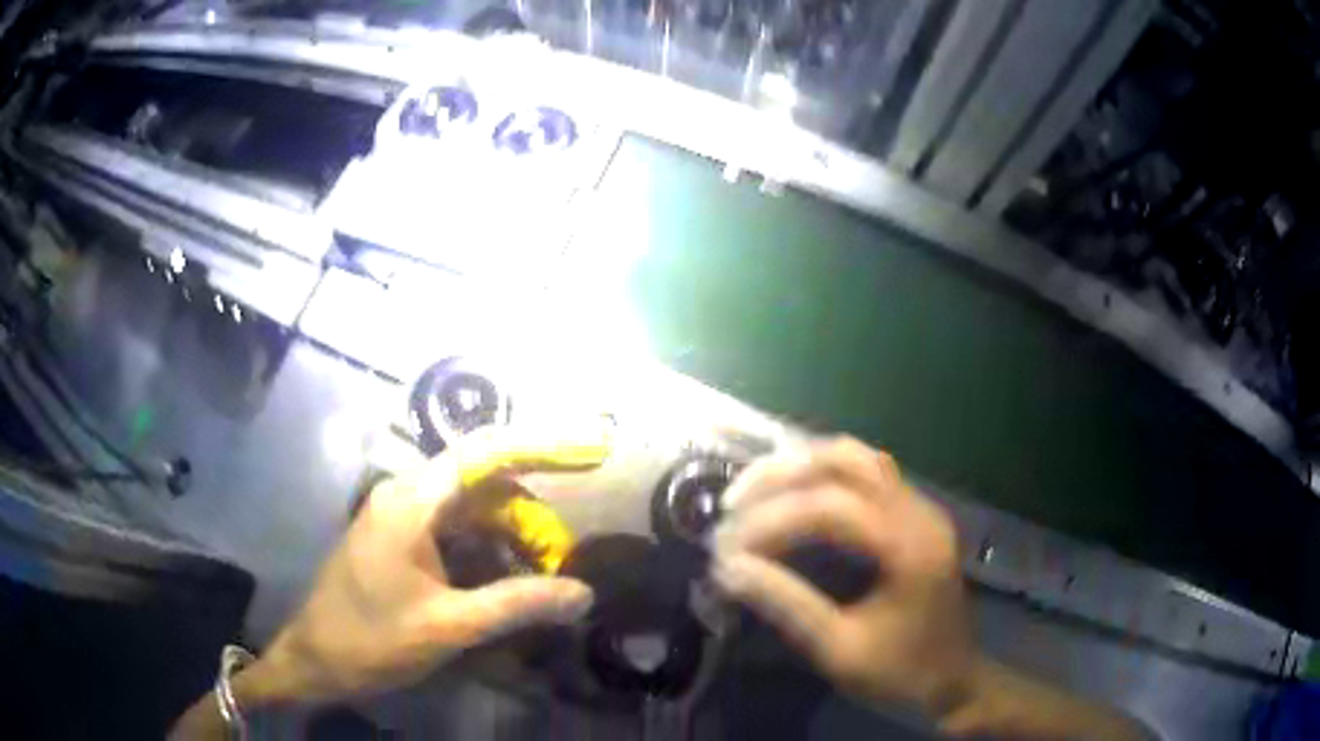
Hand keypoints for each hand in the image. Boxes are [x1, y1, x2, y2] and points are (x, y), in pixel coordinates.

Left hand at [171, 424, 608, 737]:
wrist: (316, 660)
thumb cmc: (371, 639)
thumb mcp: (449, 626)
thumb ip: (517, 604)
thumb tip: (583, 593)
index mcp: (411, 502)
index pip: (485, 453)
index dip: (542, 444)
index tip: (591, 446)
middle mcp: (407, 495)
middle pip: (484, 485)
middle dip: (529, 518)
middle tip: (564, 556)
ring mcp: (403, 517)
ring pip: (473, 511)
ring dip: (511, 538)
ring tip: (544, 574)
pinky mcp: (402, 539)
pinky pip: (457, 532)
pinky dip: (489, 552)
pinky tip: (509, 580)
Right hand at [711, 438, 975, 719]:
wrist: (955, 681)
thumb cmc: (901, 674)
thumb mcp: (840, 650)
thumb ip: (787, 604)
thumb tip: (729, 569)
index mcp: (910, 545)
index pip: (833, 507)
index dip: (774, 519)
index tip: (728, 546)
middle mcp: (919, 511)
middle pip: (846, 462)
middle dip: (781, 476)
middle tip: (733, 504)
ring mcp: (920, 507)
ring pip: (857, 457)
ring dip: (801, 466)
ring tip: (755, 491)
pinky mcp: (915, 514)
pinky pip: (866, 472)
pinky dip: (823, 474)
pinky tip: (793, 493)